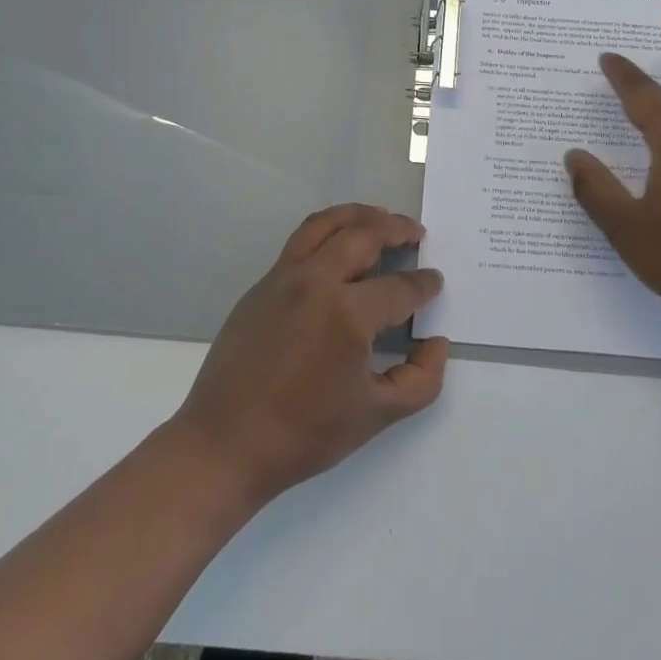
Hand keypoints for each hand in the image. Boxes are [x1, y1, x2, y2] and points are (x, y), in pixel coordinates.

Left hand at [170, 205, 449, 508]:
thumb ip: (421, 379)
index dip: (424, 284)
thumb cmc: (304, 433)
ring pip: (325, 224)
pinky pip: (300, 242)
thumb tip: (435, 342)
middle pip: (363, 235)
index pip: (399, 287)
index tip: (435, 282)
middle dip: (396, 228)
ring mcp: (283, 278)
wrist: (225, 444)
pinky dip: (328, 232)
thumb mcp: (377, 415)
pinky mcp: (261, 286)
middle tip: (415, 232)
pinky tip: (339, 249)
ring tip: (379, 219)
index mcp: (347, 314)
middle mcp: (315, 282)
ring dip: (358, 215)